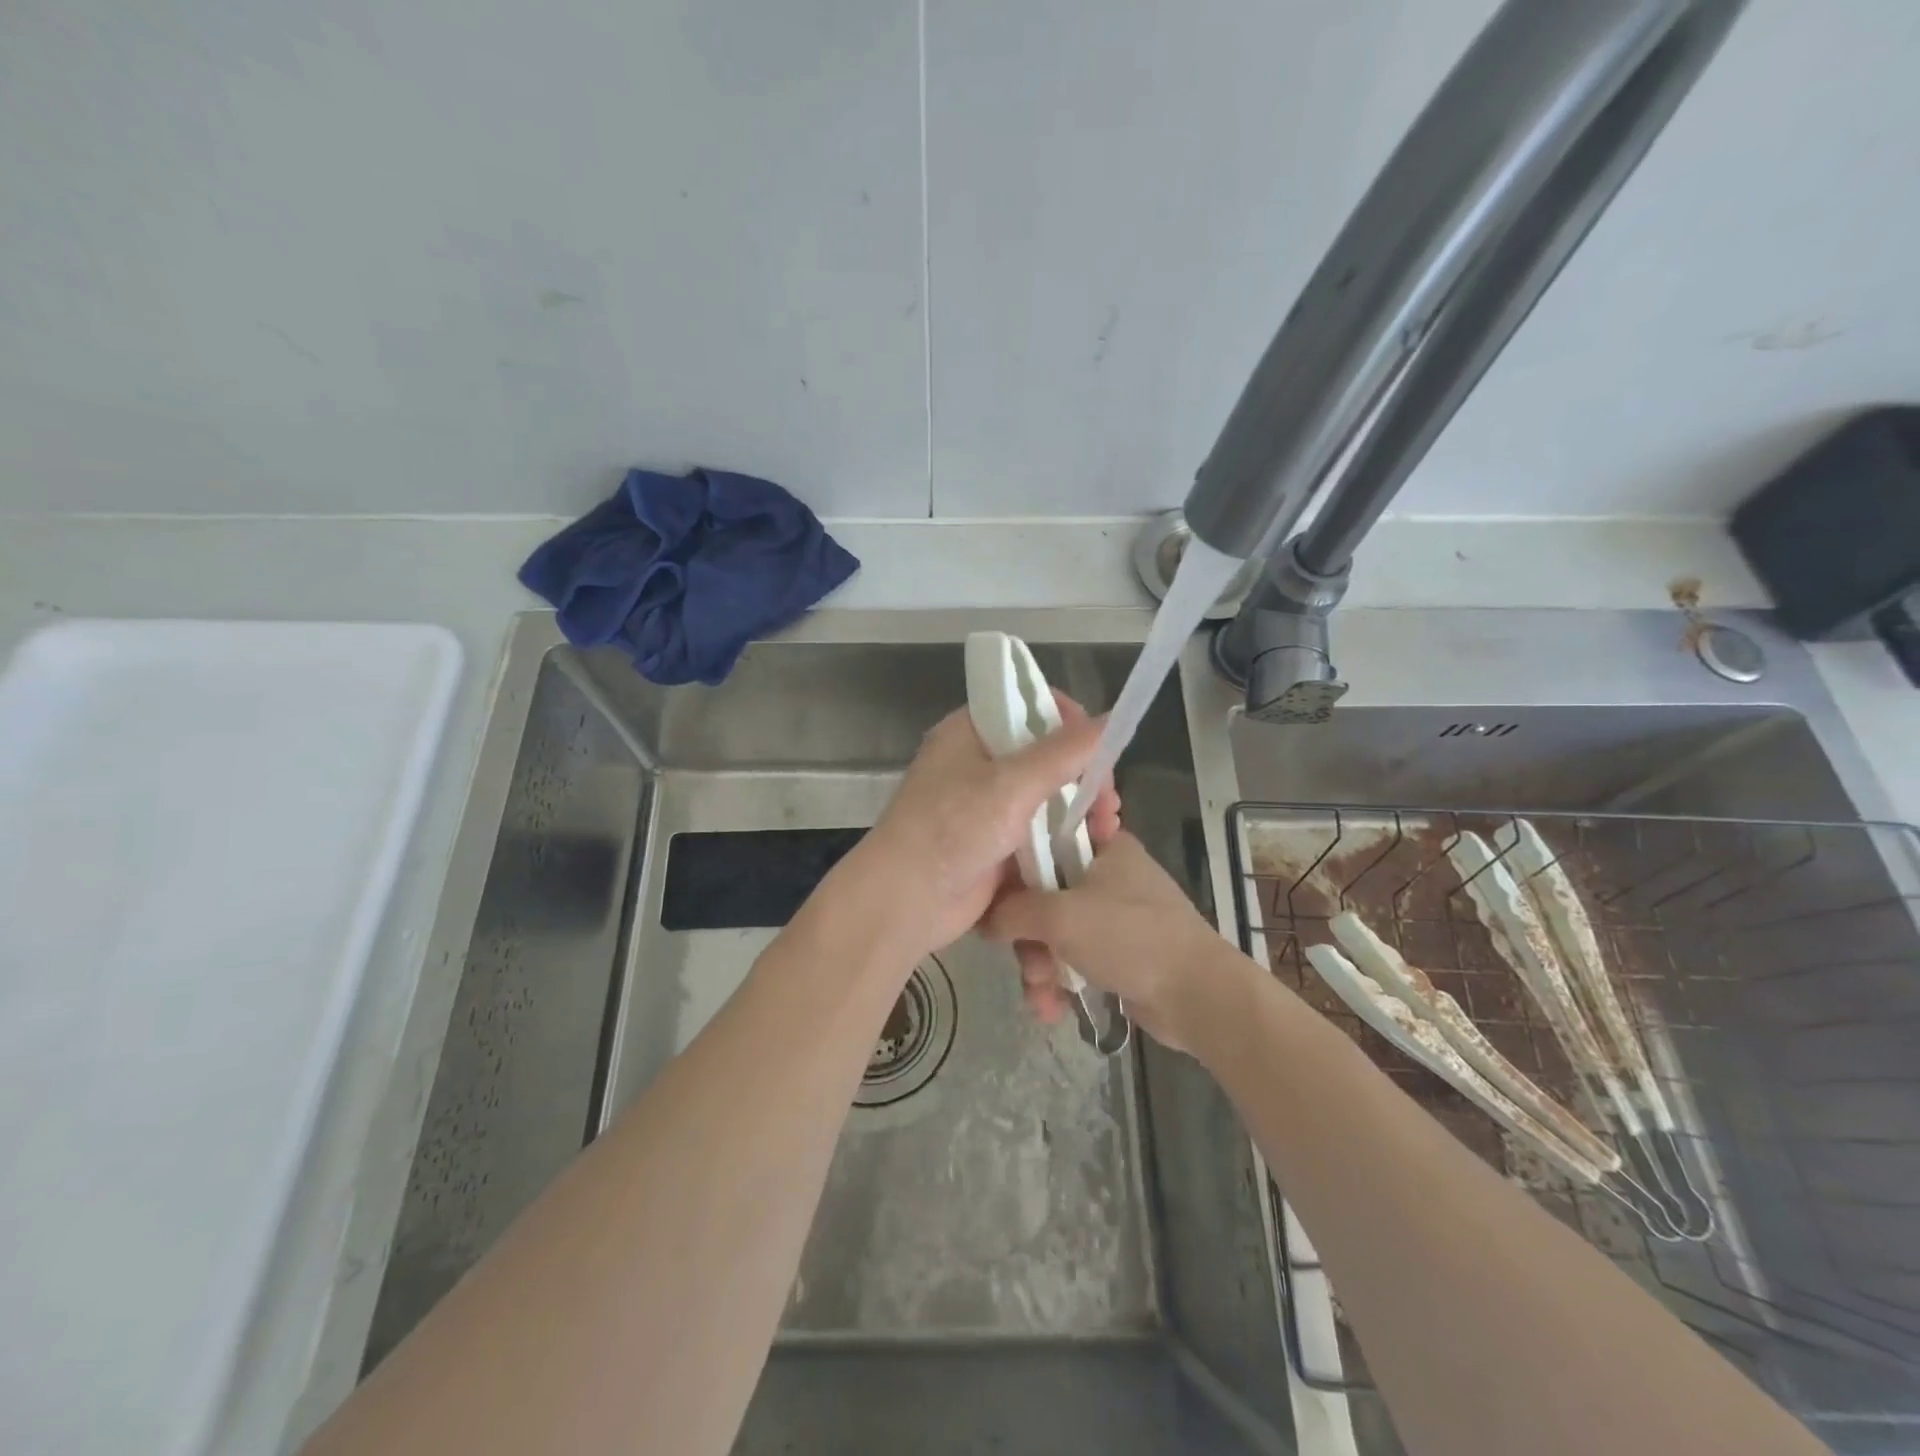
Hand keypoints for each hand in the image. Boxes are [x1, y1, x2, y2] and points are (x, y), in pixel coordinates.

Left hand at [848, 695, 1120, 965]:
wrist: (906, 901)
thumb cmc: (952, 829)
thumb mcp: (1011, 784)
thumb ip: (1065, 751)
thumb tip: (1113, 717)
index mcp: (971, 732)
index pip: (1028, 706)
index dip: (1069, 720)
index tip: (1099, 746)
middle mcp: (979, 762)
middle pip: (1045, 754)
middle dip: (1084, 775)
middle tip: (1108, 802)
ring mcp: (987, 805)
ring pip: (1047, 796)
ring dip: (1081, 809)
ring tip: (1108, 828)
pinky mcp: (996, 843)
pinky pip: (1040, 831)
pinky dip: (1066, 837)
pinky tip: (1094, 849)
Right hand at [982, 831, 1232, 1052]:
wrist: (1197, 994)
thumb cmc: (1128, 937)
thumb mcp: (1060, 916)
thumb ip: (1013, 911)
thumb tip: (985, 920)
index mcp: (1104, 847)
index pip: (1046, 841)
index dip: (1016, 868)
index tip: (994, 896)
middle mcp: (1110, 874)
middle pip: (1046, 895)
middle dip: (1029, 938)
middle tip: (1027, 964)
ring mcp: (1117, 915)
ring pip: (1058, 931)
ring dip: (1043, 967)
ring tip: (1042, 998)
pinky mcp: (1122, 952)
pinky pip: (1077, 957)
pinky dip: (1063, 980)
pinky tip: (1054, 1010)